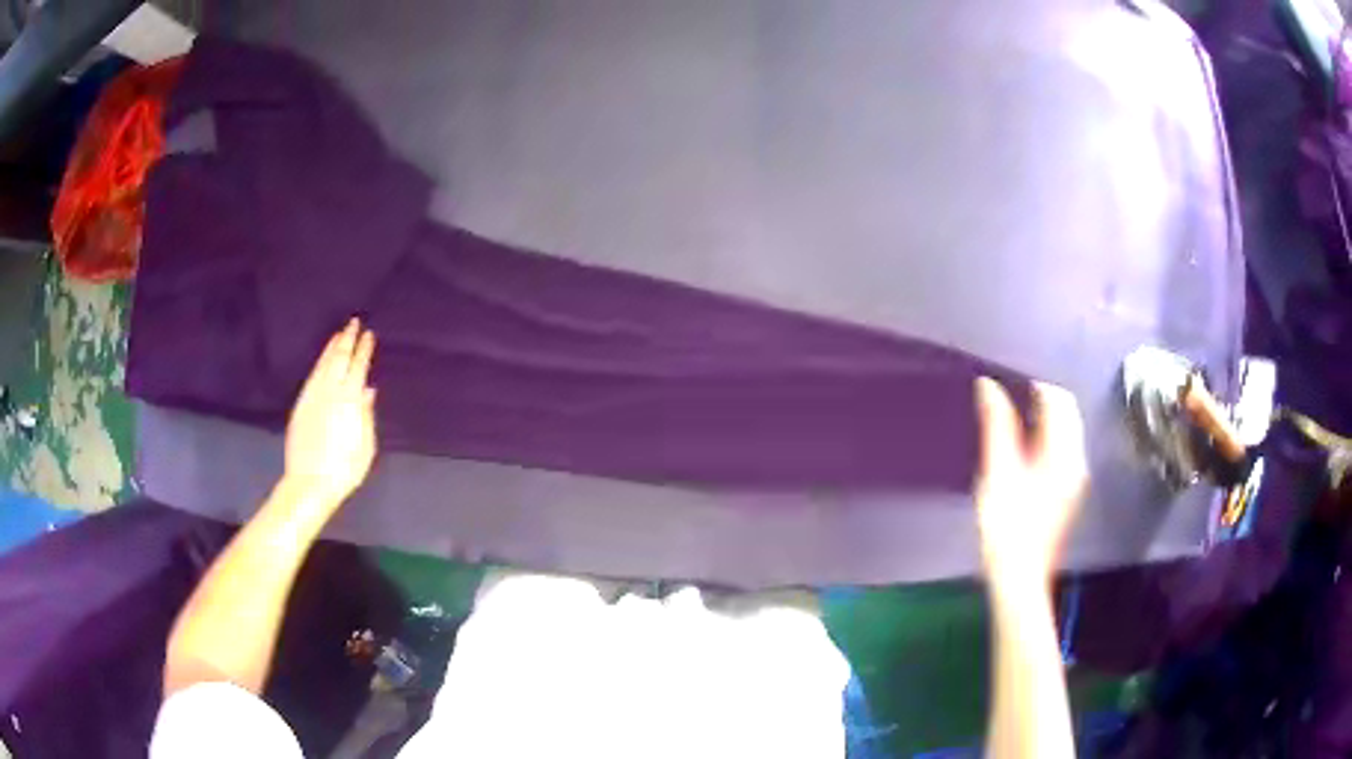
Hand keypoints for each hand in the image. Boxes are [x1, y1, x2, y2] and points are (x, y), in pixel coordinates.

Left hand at [284, 319, 377, 507]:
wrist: (310, 483)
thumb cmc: (344, 469)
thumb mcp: (365, 446)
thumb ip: (366, 416)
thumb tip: (368, 391)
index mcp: (350, 400)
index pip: (359, 367)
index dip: (364, 349)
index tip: (369, 334)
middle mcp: (330, 392)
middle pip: (339, 358)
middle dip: (348, 339)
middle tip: (354, 323)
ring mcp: (313, 396)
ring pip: (323, 364)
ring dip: (332, 347)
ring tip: (339, 334)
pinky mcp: (301, 404)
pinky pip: (312, 376)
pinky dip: (320, 363)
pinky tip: (323, 360)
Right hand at [974, 378, 1087, 592]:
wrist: (1018, 578)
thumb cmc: (1007, 527)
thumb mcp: (998, 473)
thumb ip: (996, 426)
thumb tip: (988, 385)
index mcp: (1065, 453)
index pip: (1059, 399)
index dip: (1033, 385)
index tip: (1003, 387)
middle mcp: (1077, 460)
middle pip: (1065, 412)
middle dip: (1039, 400)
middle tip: (1003, 403)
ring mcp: (1075, 478)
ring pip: (1064, 430)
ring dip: (1040, 419)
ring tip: (1007, 424)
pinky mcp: (1067, 491)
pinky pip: (1060, 448)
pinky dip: (1043, 439)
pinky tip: (1019, 452)